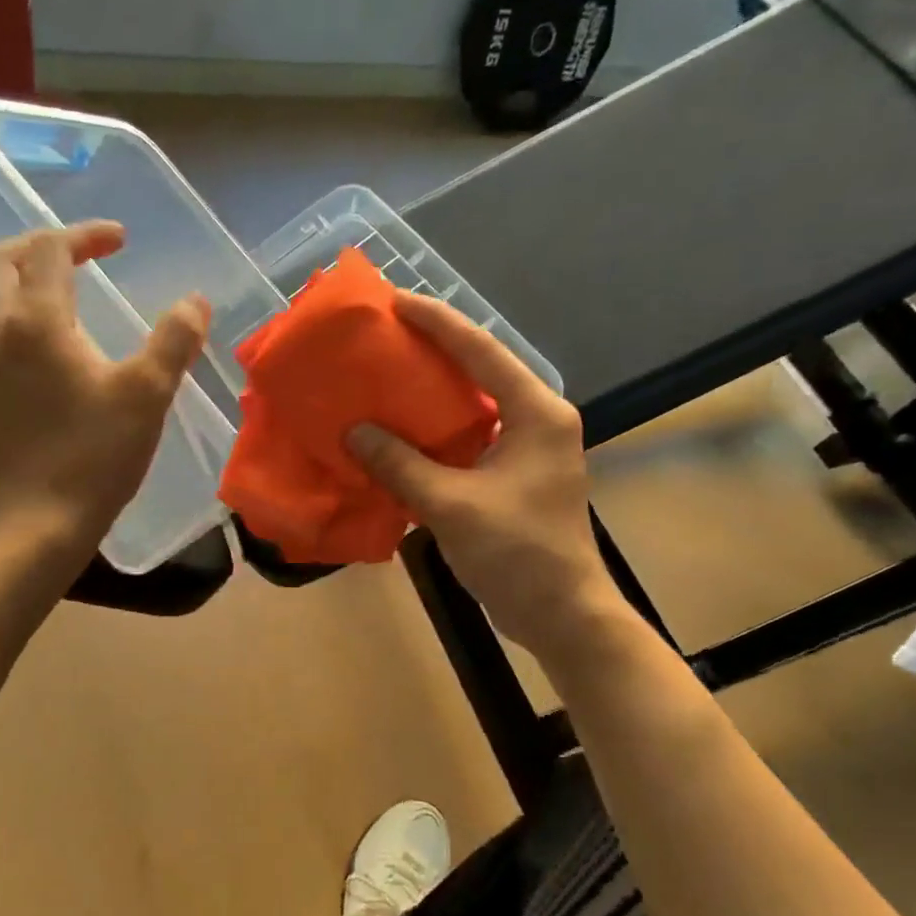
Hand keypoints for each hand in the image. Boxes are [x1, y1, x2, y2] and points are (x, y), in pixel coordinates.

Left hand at [0, 221, 207, 549]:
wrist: (44, 518)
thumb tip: (195, 301)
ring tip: (46, 290)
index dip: (86, 234)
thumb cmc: (99, 454)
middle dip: (38, 244)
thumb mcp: (149, 393)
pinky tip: (26, 343)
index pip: (50, 249)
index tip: (120, 242)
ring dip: (9, 278)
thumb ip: (174, 340)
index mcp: (38, 322)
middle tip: (78, 254)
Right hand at [346, 292, 624, 656]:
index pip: (482, 351)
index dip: (438, 322)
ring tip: (385, 379)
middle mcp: (537, 421)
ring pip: (473, 408)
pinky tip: (400, 435)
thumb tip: (354, 431)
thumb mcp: (452, 505)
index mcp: (536, 413)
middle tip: (384, 337)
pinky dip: (435, 436)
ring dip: (431, 396)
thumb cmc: (517, 553)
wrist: (561, 615)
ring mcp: (528, 451)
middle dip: (433, 352)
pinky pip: (469, 441)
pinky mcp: (514, 478)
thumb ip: (400, 465)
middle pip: (480, 372)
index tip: (395, 301)